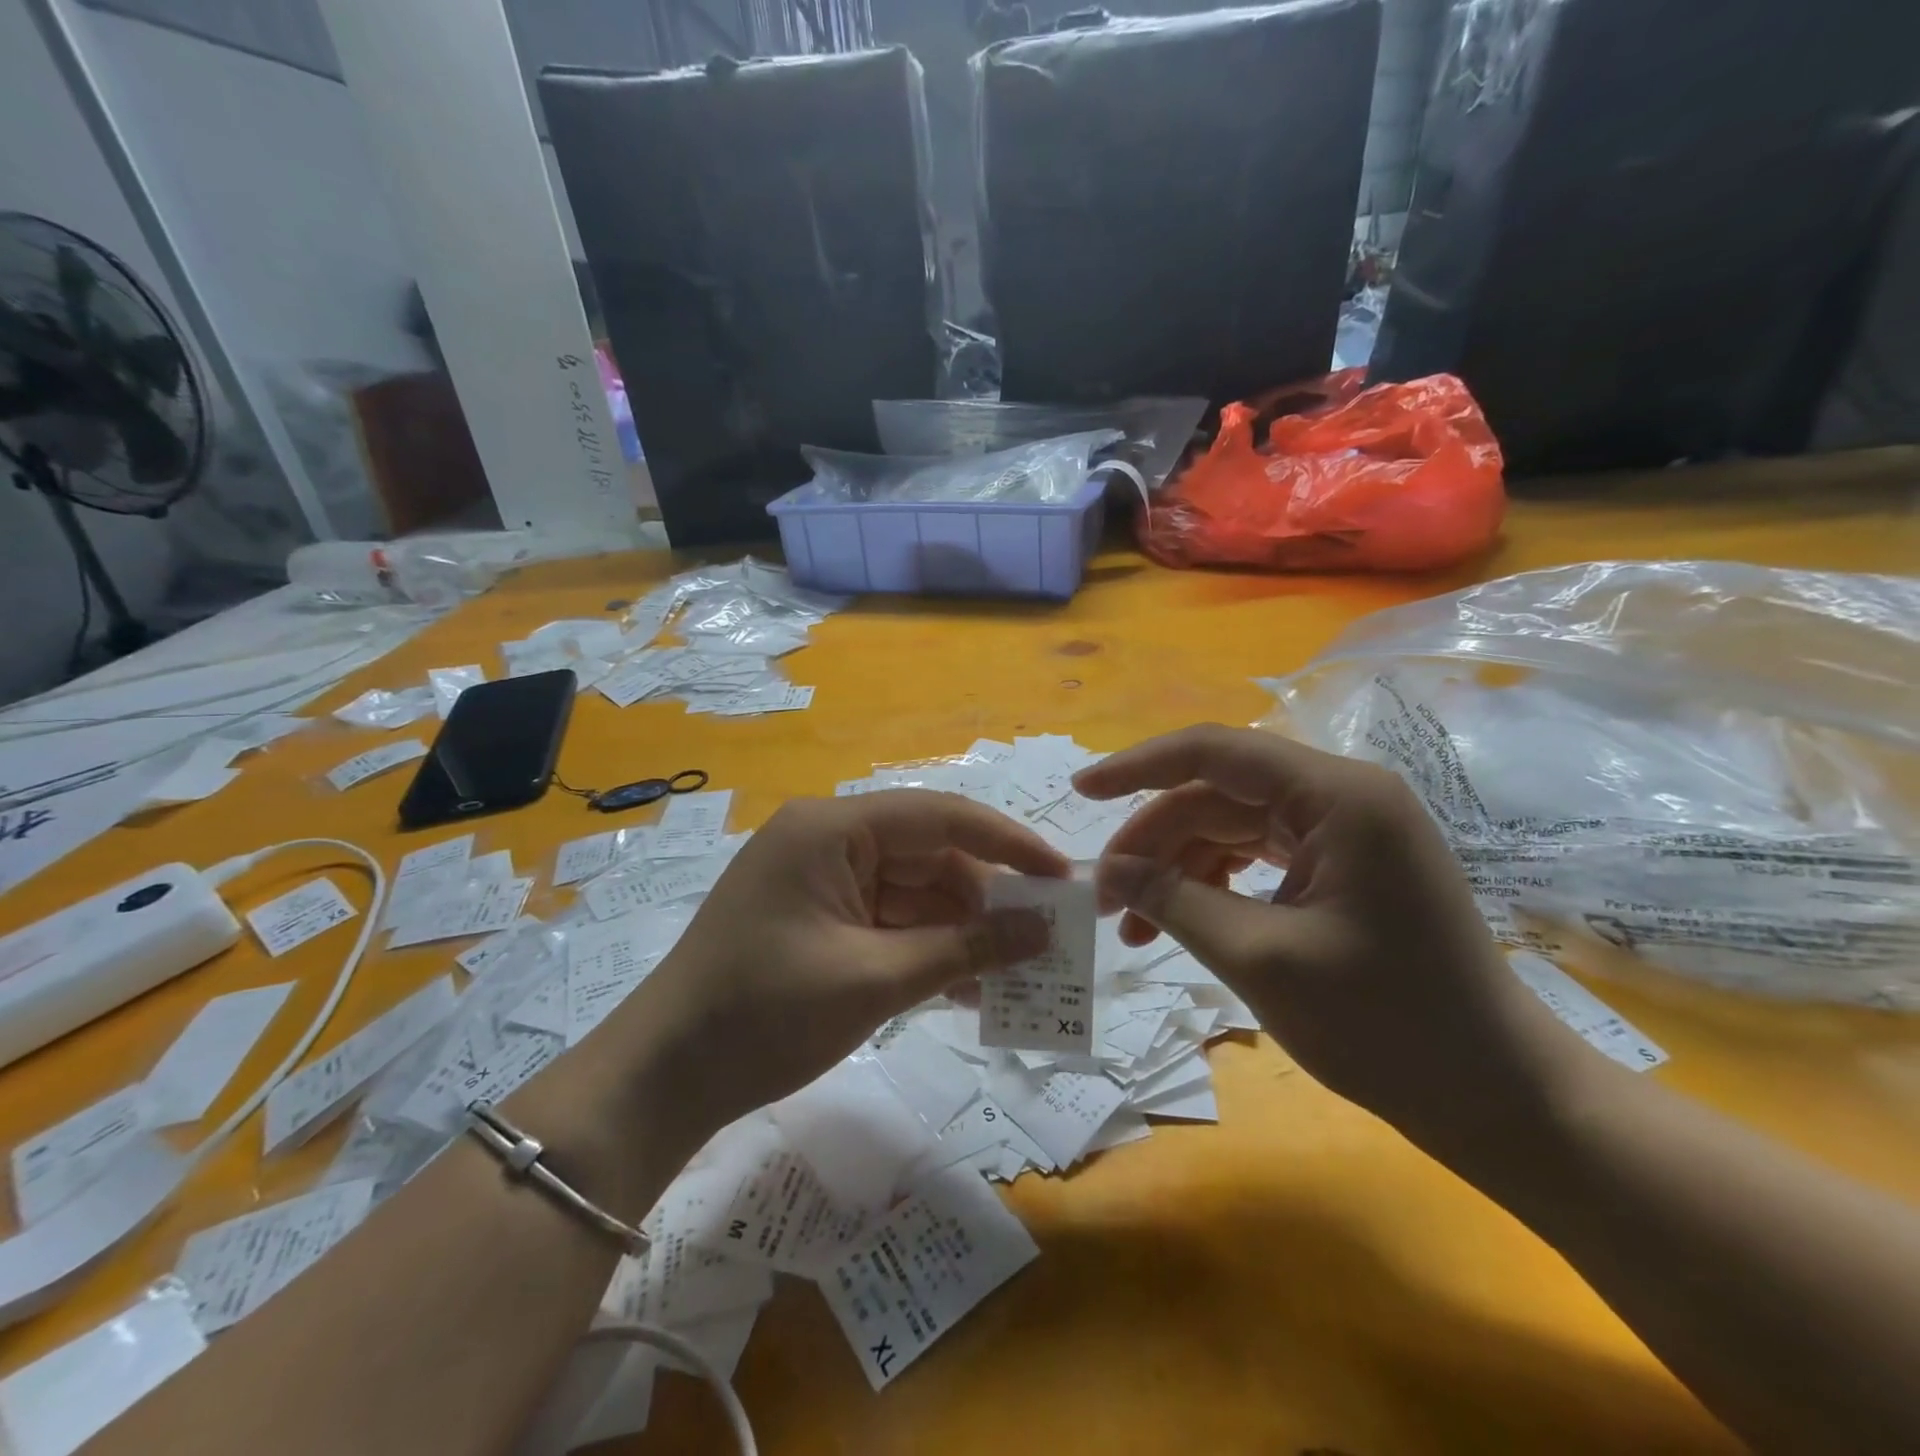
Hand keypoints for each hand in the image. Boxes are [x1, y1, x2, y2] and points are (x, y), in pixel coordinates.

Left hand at [634, 790, 1069, 1133]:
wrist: (661, 1078)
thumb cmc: (764, 1015)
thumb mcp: (875, 980)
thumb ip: (965, 949)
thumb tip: (1044, 931)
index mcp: (832, 828)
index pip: (939, 816)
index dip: (1006, 843)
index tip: (1060, 875)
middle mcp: (827, 841)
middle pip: (929, 856)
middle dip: (986, 900)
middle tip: (1045, 940)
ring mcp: (821, 881)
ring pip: (913, 893)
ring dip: (960, 933)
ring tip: (1018, 975)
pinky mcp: (817, 920)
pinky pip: (888, 922)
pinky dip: (926, 950)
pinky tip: (968, 987)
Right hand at [1073, 724, 1575, 1155]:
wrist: (1498, 1098)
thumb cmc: (1387, 1027)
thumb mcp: (1260, 958)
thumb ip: (1174, 900)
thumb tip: (1109, 869)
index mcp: (1337, 796)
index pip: (1216, 752)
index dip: (1139, 766)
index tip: (1081, 791)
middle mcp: (1342, 796)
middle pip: (1218, 795)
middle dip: (1153, 841)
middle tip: (1103, 897)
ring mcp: (1346, 832)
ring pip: (1232, 827)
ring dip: (1177, 869)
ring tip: (1132, 926)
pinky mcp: (1344, 868)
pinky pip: (1258, 857)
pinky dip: (1212, 885)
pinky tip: (1177, 922)